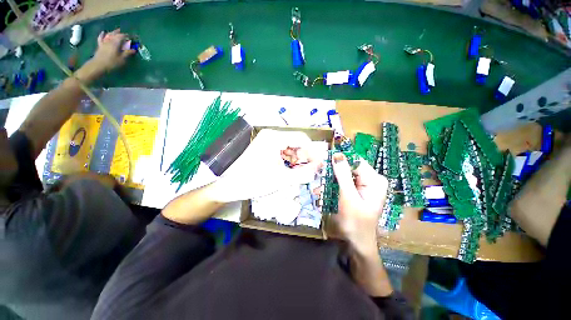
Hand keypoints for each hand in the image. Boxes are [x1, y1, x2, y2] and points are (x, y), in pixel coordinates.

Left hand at [90, 29, 135, 73]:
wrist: (98, 65)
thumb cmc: (112, 62)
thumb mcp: (122, 59)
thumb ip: (127, 53)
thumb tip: (134, 49)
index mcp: (116, 42)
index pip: (123, 36)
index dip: (128, 36)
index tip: (133, 37)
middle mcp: (110, 40)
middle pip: (116, 34)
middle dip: (122, 33)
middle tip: (127, 34)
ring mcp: (104, 42)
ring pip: (109, 34)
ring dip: (114, 32)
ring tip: (117, 31)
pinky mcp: (100, 45)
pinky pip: (101, 38)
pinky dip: (102, 34)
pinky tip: (104, 32)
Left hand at [211, 129, 324, 202]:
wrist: (230, 186)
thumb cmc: (255, 182)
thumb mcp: (283, 179)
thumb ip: (304, 173)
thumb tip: (320, 167)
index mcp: (274, 138)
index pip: (302, 139)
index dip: (313, 152)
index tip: (319, 165)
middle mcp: (271, 135)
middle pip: (296, 143)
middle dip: (304, 157)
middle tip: (310, 171)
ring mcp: (267, 141)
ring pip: (290, 147)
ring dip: (297, 159)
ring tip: (299, 172)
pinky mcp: (264, 147)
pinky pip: (282, 151)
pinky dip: (288, 160)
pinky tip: (289, 170)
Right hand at [330, 153, 388, 253]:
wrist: (358, 242)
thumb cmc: (355, 221)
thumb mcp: (348, 196)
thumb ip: (343, 175)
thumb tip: (337, 154)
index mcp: (375, 180)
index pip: (356, 161)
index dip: (340, 160)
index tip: (324, 162)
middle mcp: (372, 179)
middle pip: (351, 167)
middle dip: (335, 171)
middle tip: (321, 175)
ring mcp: (365, 185)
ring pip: (346, 174)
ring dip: (333, 178)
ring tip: (321, 185)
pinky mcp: (358, 190)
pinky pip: (345, 181)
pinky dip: (335, 184)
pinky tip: (327, 189)